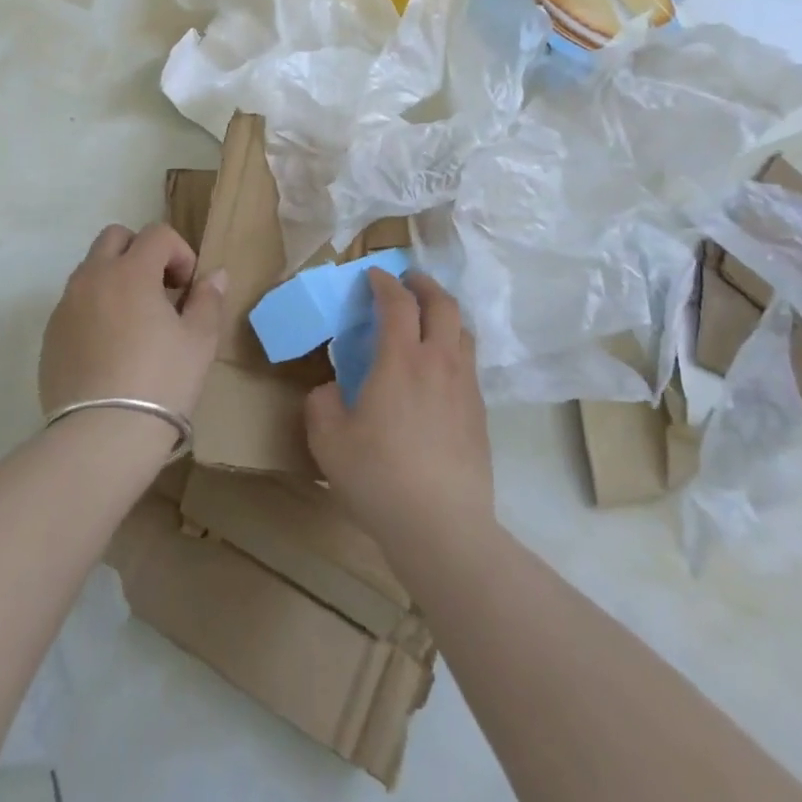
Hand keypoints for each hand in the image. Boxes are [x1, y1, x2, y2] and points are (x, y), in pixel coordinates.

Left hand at [40, 222, 226, 424]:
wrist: (101, 436)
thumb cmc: (161, 382)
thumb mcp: (199, 341)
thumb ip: (208, 299)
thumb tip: (215, 275)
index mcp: (131, 271)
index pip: (157, 234)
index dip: (180, 252)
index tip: (188, 288)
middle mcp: (93, 277)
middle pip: (115, 237)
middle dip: (141, 252)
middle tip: (160, 290)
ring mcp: (66, 305)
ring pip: (91, 269)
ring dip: (116, 278)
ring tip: (135, 320)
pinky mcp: (51, 335)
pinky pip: (75, 303)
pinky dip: (95, 308)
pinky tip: (110, 347)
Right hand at [303, 270, 493, 561]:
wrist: (442, 526)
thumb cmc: (379, 477)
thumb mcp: (328, 441)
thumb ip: (321, 404)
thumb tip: (330, 389)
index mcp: (400, 360)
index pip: (398, 302)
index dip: (385, 282)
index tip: (373, 275)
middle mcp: (439, 362)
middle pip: (442, 304)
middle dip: (424, 285)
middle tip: (408, 282)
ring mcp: (465, 387)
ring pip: (463, 331)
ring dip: (444, 314)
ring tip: (428, 320)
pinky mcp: (480, 413)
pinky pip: (469, 363)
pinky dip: (454, 348)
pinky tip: (440, 371)